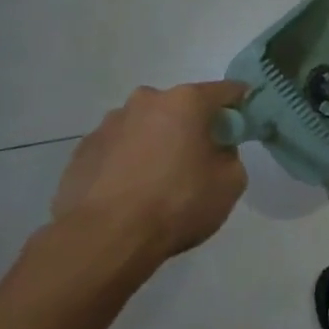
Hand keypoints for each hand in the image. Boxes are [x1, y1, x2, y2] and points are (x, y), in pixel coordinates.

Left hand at [51, 82, 248, 262]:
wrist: (105, 238)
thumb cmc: (178, 203)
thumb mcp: (230, 182)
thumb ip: (229, 155)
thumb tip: (214, 150)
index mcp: (185, 102)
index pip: (226, 91)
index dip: (240, 103)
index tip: (245, 121)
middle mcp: (145, 102)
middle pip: (180, 106)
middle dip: (193, 125)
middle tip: (200, 157)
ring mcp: (108, 125)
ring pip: (145, 126)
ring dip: (157, 142)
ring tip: (160, 180)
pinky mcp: (82, 151)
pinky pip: (118, 149)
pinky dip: (129, 162)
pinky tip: (132, 192)